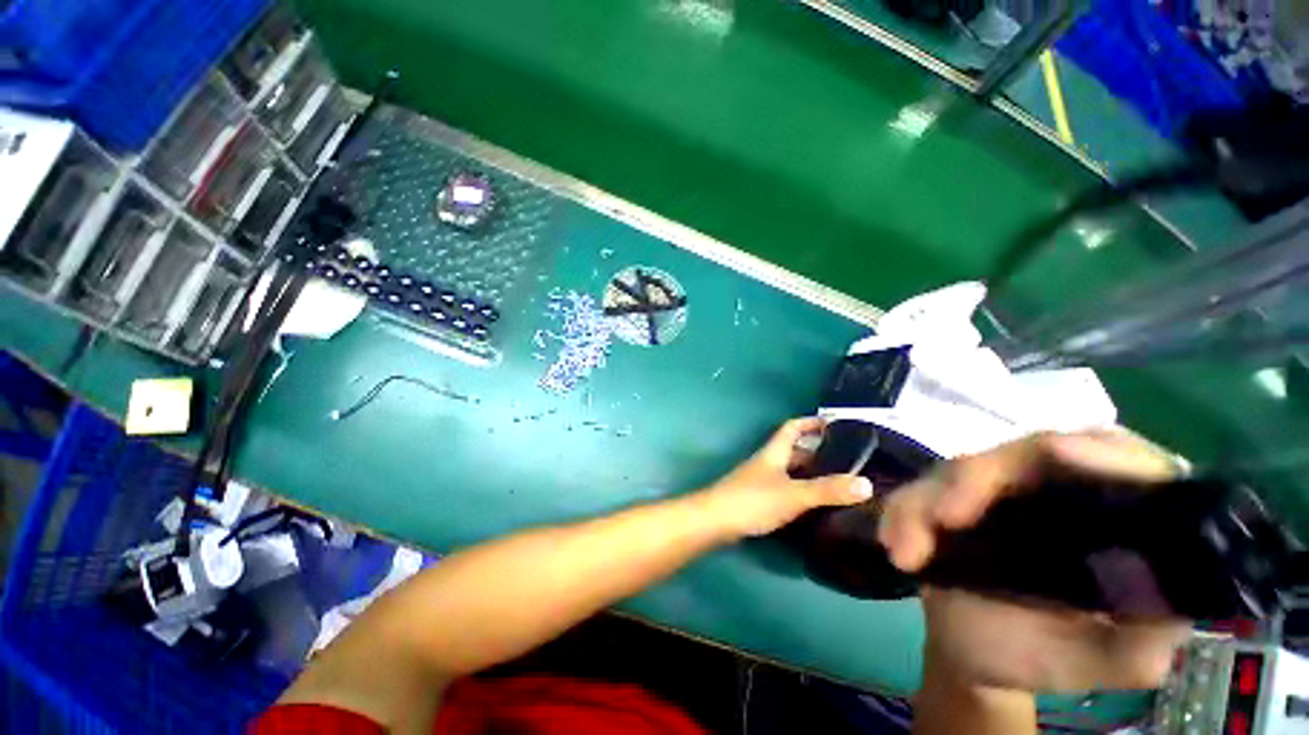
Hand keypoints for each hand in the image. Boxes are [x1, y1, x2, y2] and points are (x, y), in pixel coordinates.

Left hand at [700, 417, 872, 538]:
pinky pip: (786, 488)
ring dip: (811, 473)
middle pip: (794, 450)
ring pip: (791, 471)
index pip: (792, 427)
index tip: (834, 424)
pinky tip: (816, 505)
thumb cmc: (752, 500)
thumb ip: (827, 490)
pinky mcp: (759, 499)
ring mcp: (762, 481)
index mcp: (774, 452)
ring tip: (839, 483)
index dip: (811, 422)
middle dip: (818, 451)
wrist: (715, 521)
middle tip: (848, 461)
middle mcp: (768, 462)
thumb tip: (866, 483)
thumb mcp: (793, 494)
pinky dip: (802, 491)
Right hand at [878, 430, 1191, 692]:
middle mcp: (1056, 487)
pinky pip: (919, 488)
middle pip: (1026, 452)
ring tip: (906, 553)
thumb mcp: (1107, 660)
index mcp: (1116, 516)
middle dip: (978, 480)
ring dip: (925, 503)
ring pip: (961, 469)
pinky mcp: (948, 493)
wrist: (975, 654)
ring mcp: (995, 487)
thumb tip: (1151, 589)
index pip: (1120, 457)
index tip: (1058, 454)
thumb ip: (1143, 636)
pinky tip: (896, 547)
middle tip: (944, 517)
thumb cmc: (1047, 656)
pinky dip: (902, 512)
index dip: (1095, 450)